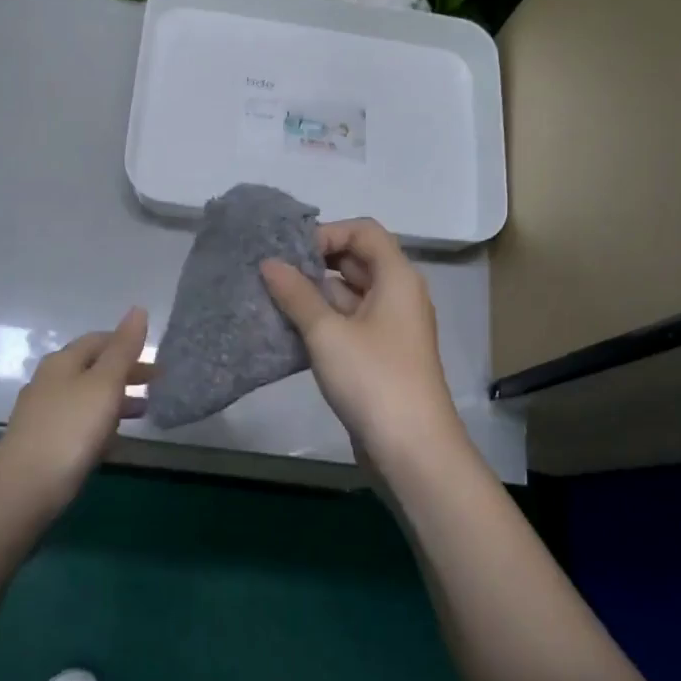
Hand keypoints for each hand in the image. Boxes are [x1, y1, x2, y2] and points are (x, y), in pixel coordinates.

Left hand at [0, 307, 151, 513]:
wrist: (23, 490)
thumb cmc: (70, 429)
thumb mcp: (104, 384)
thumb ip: (123, 348)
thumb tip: (138, 308)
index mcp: (62, 362)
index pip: (98, 340)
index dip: (127, 343)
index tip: (155, 358)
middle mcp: (49, 382)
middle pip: (92, 368)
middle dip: (125, 373)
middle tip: (157, 385)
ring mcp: (43, 414)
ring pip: (86, 397)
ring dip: (116, 400)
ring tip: (145, 412)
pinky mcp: (43, 444)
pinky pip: (79, 425)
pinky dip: (101, 425)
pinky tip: (115, 442)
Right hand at [260, 219, 465, 474]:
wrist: (412, 449)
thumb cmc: (373, 378)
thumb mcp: (327, 332)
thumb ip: (296, 294)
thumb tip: (269, 263)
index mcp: (397, 277)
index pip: (364, 231)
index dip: (328, 232)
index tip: (290, 253)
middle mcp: (398, 296)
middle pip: (356, 261)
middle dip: (315, 264)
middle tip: (271, 274)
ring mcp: (389, 328)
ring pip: (348, 296)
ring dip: (313, 296)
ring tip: (270, 300)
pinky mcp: (379, 357)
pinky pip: (348, 325)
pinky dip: (321, 323)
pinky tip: (287, 332)